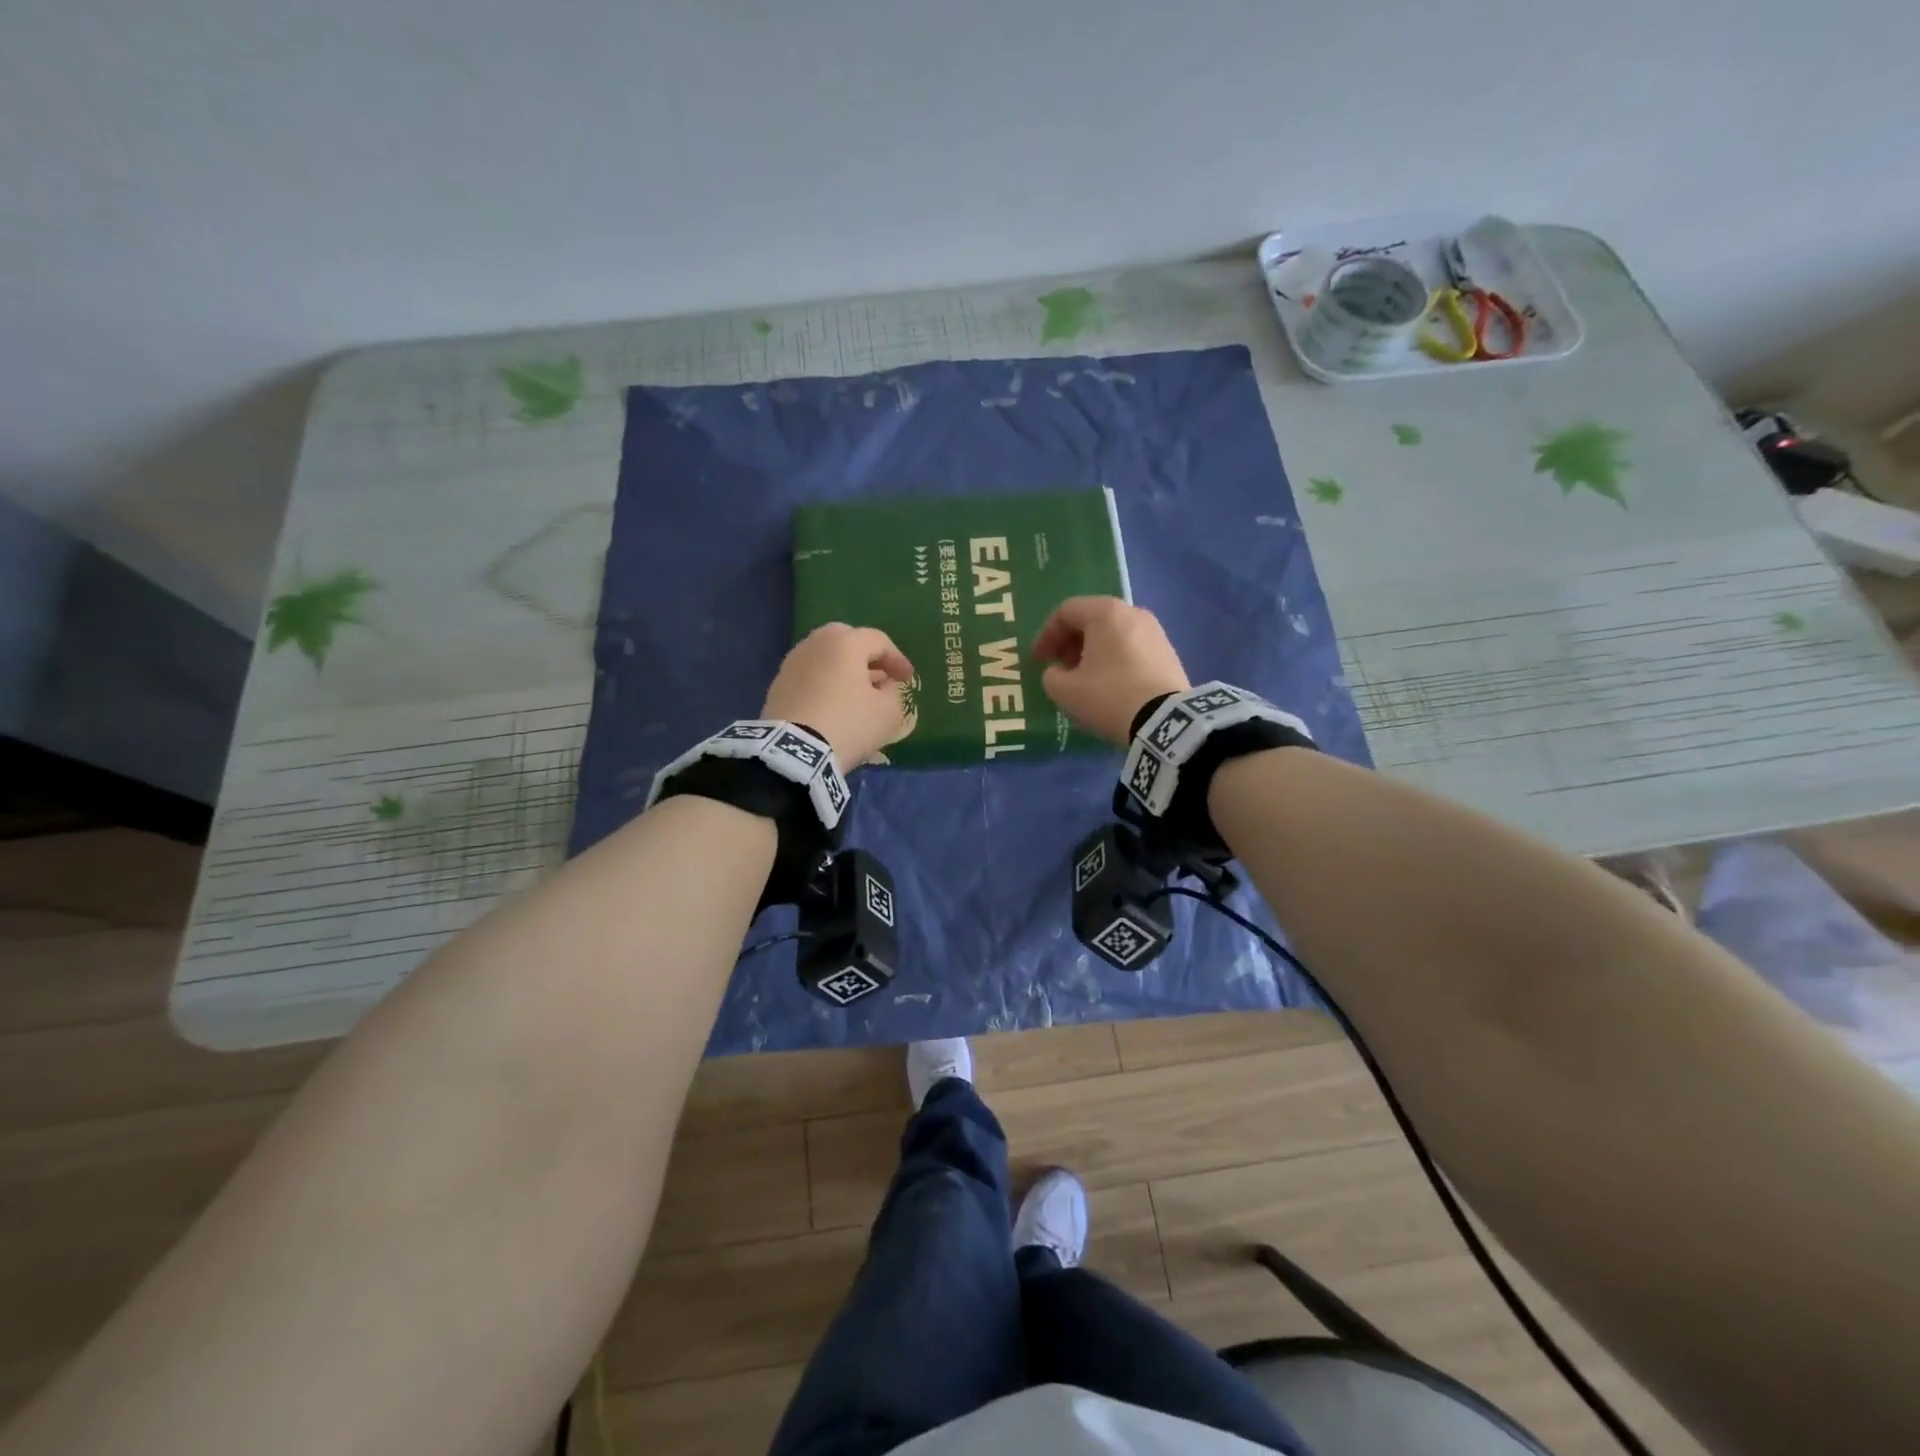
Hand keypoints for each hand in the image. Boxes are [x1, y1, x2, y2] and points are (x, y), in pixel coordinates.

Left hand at [762, 623, 915, 768]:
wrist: (794, 752)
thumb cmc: (849, 724)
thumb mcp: (888, 712)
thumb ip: (893, 693)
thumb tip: (884, 686)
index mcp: (845, 642)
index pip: (879, 641)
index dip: (898, 660)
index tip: (908, 680)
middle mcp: (815, 643)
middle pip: (848, 642)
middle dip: (868, 658)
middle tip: (881, 678)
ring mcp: (792, 663)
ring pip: (826, 658)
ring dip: (844, 671)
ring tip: (857, 693)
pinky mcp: (777, 685)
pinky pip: (810, 676)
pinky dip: (825, 684)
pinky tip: (834, 705)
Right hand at [1031, 597, 1189, 745]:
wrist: (1166, 722)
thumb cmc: (1109, 697)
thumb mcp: (1065, 691)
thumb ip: (1051, 676)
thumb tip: (1059, 672)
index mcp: (1106, 613)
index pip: (1066, 611)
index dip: (1046, 635)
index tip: (1037, 661)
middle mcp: (1133, 613)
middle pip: (1091, 619)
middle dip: (1069, 643)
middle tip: (1059, 668)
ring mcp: (1155, 632)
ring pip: (1112, 634)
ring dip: (1091, 652)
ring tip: (1083, 679)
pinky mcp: (1168, 653)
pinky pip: (1130, 648)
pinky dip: (1113, 659)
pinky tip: (1109, 685)